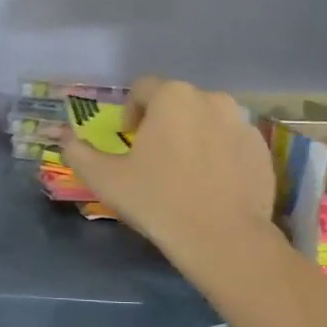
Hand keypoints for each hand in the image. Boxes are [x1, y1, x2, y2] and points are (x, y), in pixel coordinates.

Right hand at [59, 77, 279, 273]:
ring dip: (192, 136)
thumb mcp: (104, 178)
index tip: (128, 140)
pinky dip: (219, 155)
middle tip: (153, 158)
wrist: (222, 238)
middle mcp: (211, 98)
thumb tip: (64, 137)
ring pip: (207, 121)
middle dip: (163, 123)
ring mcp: (243, 123)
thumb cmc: (156, 200)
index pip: (143, 88)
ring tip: (184, 172)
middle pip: (178, 102)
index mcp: (172, 97)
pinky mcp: (262, 150)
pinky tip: (210, 186)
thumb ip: (78, 152)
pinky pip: (232, 143)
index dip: (130, 111)